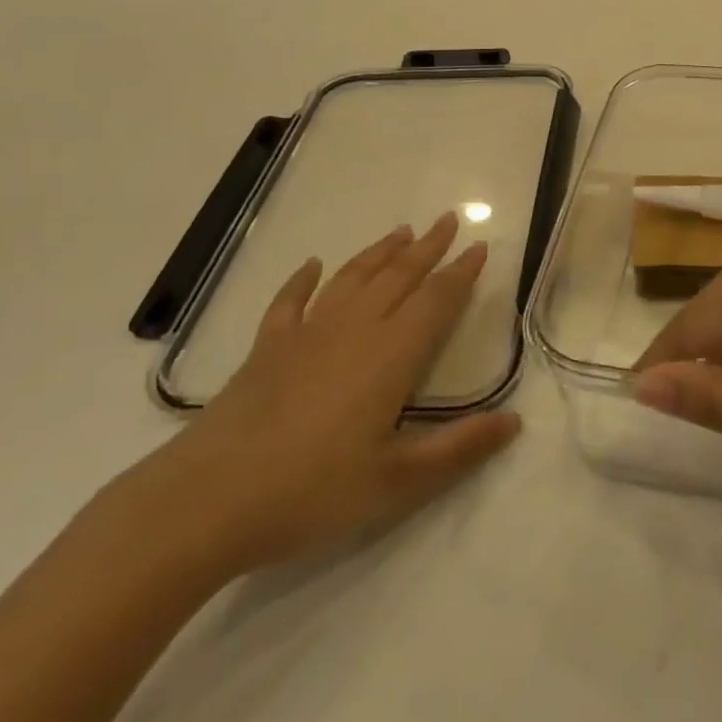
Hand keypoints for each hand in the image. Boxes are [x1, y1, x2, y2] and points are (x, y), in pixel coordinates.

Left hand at [131, 214, 520, 577]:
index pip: (436, 300)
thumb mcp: (398, 481)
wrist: (206, 501)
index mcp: (390, 355)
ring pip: (352, 279)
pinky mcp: (266, 349)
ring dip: (380, 253)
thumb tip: (515, 422)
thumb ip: (460, 448)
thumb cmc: (312, 492)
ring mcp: (305, 335)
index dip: (461, 273)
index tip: (480, 247)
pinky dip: (303, 280)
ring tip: (401, 231)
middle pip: (398, 277)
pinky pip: (290, 302)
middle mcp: (353, 330)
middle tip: (449, 219)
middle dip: (428, 247)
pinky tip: (312, 266)